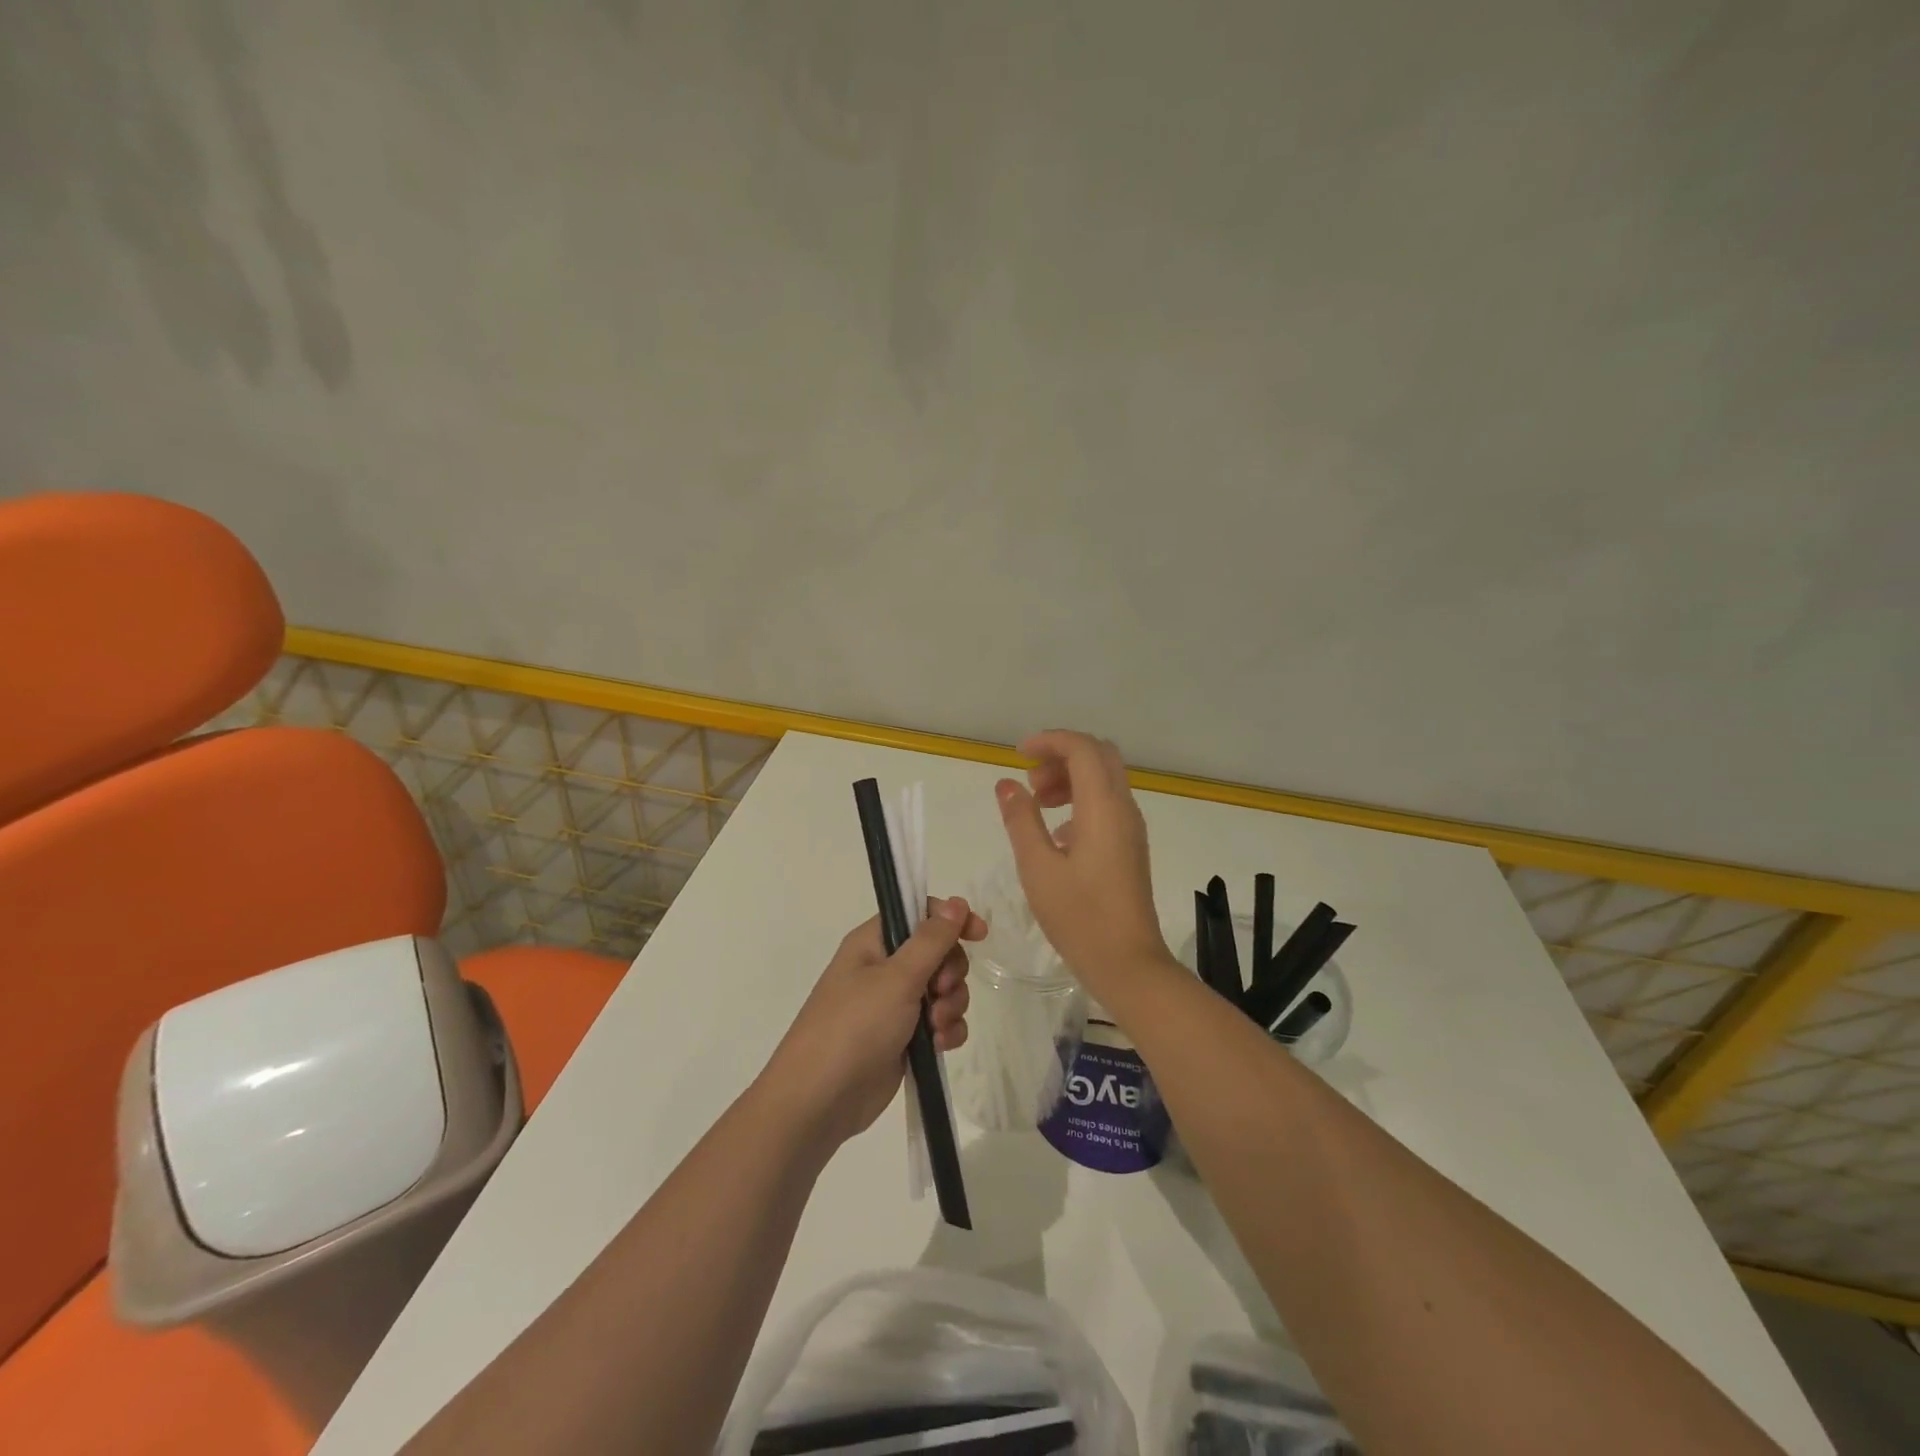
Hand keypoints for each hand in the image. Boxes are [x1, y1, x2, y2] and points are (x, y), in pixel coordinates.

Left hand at [761, 897, 984, 1149]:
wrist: (820, 1100)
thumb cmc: (855, 1026)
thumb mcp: (897, 978)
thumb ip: (931, 940)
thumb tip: (956, 902)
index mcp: (874, 942)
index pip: (920, 914)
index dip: (951, 920)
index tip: (978, 934)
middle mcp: (884, 968)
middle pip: (939, 953)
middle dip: (951, 972)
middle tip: (940, 990)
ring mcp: (894, 1004)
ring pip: (943, 990)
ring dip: (951, 1005)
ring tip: (936, 1026)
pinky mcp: (904, 1038)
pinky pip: (940, 1022)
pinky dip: (946, 1031)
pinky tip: (939, 1046)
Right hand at [996, 730, 1173, 999]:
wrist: (1128, 963)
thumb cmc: (1079, 916)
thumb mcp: (1037, 867)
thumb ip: (1021, 819)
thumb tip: (1007, 784)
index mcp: (1103, 807)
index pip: (1082, 748)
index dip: (1050, 741)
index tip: (1018, 755)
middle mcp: (1124, 808)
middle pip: (1099, 756)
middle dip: (1062, 756)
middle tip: (1031, 782)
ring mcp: (1131, 828)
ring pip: (1105, 779)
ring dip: (1071, 779)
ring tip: (1038, 805)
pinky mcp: (1131, 846)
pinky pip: (1108, 804)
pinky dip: (1081, 801)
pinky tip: (1057, 835)